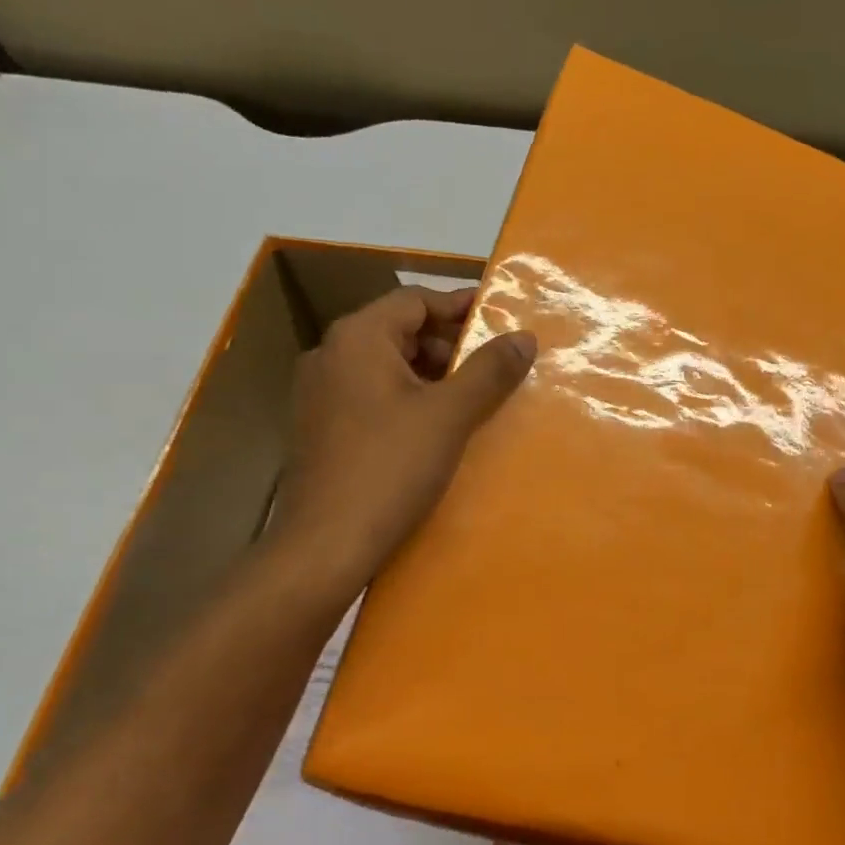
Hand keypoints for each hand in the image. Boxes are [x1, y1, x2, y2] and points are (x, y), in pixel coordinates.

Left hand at [270, 285, 535, 588]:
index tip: (501, 319)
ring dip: (431, 374)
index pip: (414, 299)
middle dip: (449, 344)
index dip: (460, 305)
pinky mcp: (320, 428)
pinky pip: (372, 395)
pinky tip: (437, 428)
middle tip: (493, 366)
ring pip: (386, 366)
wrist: (325, 545)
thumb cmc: (390, 468)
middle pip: (399, 330)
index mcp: (357, 338)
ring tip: (473, 399)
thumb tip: (524, 336)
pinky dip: (408, 399)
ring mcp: (320, 394)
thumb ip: (489, 371)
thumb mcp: (449, 416)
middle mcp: (330, 355)